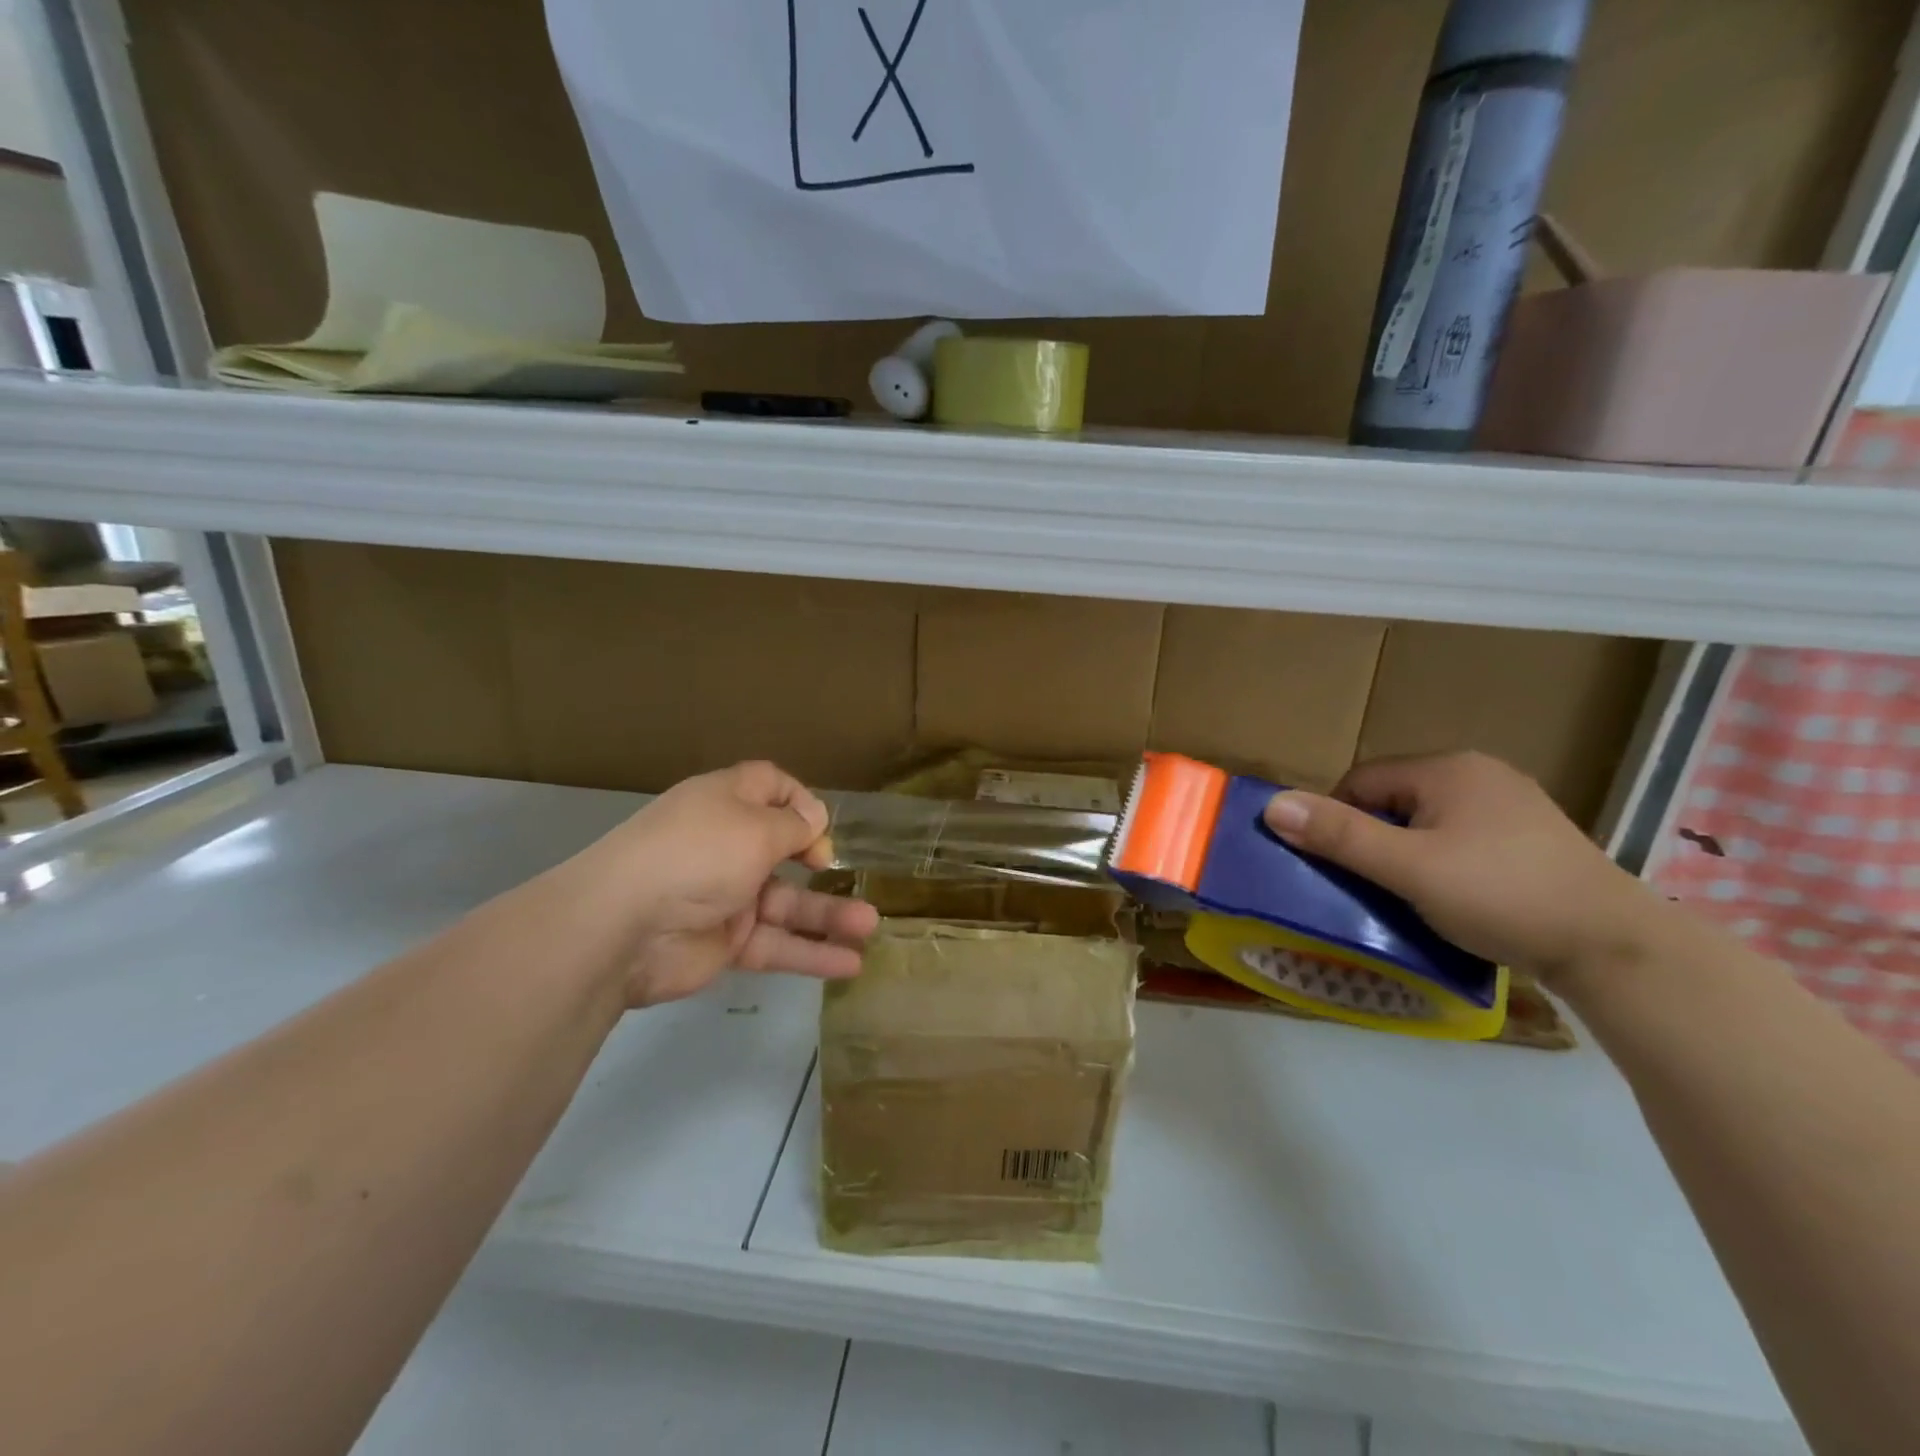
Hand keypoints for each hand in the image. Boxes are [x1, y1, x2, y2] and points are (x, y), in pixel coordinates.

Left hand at [566, 760, 877, 1006]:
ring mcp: (727, 896)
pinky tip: (850, 963)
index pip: (768, 787)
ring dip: (829, 915)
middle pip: (782, 847)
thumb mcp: (756, 828)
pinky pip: (776, 944)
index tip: (819, 823)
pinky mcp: (726, 943)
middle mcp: (727, 845)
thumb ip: (794, 826)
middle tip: (834, 868)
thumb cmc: (698, 854)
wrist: (624, 927)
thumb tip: (814, 820)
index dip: (798, 799)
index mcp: (726, 804)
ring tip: (871, 927)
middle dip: (816, 859)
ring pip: (788, 904)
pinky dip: (811, 954)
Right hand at [1261, 751, 1666, 986]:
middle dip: (1374, 839)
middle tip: (1373, 886)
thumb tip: (1272, 805)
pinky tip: (1456, 897)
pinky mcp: (1533, 838)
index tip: (1341, 867)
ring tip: (1410, 896)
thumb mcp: (1408, 868)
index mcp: (1448, 769)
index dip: (1339, 821)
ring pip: (1428, 822)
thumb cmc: (1500, 895)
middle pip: (1394, 800)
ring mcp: (1512, 805)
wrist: (1616, 948)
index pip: (1361, 781)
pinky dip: (1443, 862)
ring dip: (1407, 854)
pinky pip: (1462, 838)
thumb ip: (1340, 835)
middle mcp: (1480, 773)